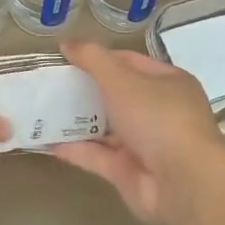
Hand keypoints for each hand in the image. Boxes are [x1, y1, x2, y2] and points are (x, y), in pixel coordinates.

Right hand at [51, 42, 224, 223]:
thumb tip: (67, 43)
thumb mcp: (121, 79)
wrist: (181, 182)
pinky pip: (98, 157)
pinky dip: (75, 149)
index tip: (68, 58)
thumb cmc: (156, 116)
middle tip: (52, 84)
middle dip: (87, 90)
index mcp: (168, 83)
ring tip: (44, 110)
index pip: (131, 62)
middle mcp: (159, 112)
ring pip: (107, 128)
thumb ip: (93, 59)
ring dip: (78, 121)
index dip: (101, 58)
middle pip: (118, 95)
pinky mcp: (129, 173)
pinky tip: (47, 141)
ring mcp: (145, 144)